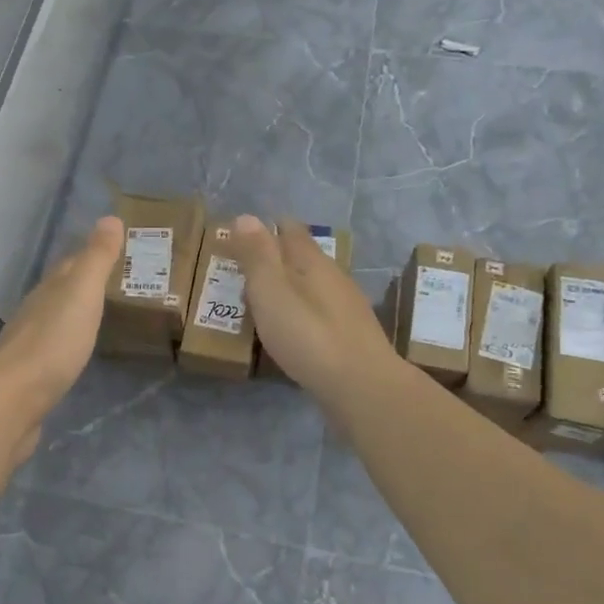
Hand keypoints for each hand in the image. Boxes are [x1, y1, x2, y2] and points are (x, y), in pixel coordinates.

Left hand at [0, 216, 124, 455]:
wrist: (12, 401)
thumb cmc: (52, 343)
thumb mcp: (81, 294)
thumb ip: (96, 259)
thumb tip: (109, 216)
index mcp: (48, 290)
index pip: (71, 263)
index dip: (92, 254)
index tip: (118, 249)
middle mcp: (35, 311)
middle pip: (62, 290)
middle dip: (85, 283)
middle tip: (118, 282)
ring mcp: (30, 345)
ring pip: (57, 319)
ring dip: (76, 313)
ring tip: (102, 314)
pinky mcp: (31, 376)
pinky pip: (55, 349)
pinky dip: (69, 342)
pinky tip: (78, 351)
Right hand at [227, 215, 397, 406]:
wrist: (361, 386)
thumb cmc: (308, 335)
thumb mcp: (271, 291)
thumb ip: (257, 255)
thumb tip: (246, 216)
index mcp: (312, 262)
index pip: (290, 230)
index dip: (266, 229)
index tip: (241, 236)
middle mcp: (333, 278)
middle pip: (302, 258)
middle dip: (275, 259)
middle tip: (244, 271)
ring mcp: (346, 308)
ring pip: (312, 287)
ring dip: (288, 288)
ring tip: (262, 302)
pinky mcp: (350, 338)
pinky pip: (319, 314)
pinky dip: (300, 314)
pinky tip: (290, 331)